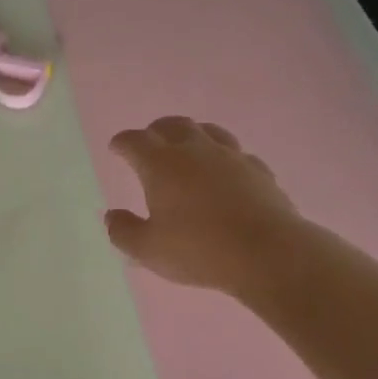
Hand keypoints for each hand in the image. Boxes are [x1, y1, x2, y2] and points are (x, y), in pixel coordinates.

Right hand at [105, 117, 302, 296]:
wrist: (266, 253)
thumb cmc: (198, 251)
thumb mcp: (148, 250)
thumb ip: (123, 231)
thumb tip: (111, 216)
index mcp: (162, 165)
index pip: (135, 141)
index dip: (122, 142)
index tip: (116, 147)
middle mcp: (195, 151)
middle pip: (172, 126)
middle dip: (156, 130)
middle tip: (148, 141)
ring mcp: (231, 157)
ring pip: (208, 131)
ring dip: (192, 134)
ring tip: (186, 145)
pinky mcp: (258, 170)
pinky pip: (237, 154)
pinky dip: (223, 158)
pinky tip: (225, 170)